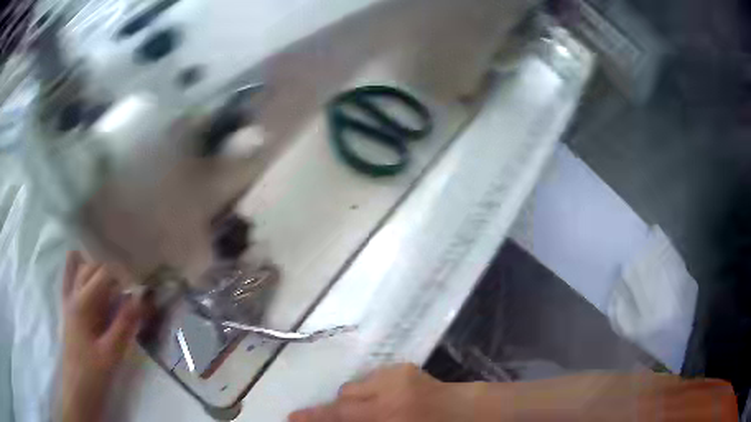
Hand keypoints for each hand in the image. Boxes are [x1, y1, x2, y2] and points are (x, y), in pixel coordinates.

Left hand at [57, 251, 146, 421]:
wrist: (78, 391)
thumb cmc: (94, 374)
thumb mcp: (112, 353)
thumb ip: (125, 324)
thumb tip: (140, 297)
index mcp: (83, 304)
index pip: (104, 274)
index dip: (123, 278)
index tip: (139, 294)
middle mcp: (73, 296)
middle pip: (92, 268)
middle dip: (112, 275)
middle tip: (129, 297)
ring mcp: (68, 302)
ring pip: (80, 270)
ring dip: (97, 272)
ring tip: (113, 288)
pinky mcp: (68, 311)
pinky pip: (69, 281)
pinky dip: (75, 269)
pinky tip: (82, 267)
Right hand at [289, 364, 477, 421]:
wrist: (465, 411)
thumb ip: (358, 421)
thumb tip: (335, 417)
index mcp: (388, 413)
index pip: (340, 414)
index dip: (314, 417)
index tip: (291, 418)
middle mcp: (388, 390)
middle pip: (343, 398)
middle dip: (336, 410)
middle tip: (336, 418)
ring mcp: (396, 374)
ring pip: (354, 386)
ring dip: (356, 401)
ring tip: (373, 412)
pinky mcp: (402, 367)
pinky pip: (370, 379)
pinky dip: (369, 391)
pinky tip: (386, 401)